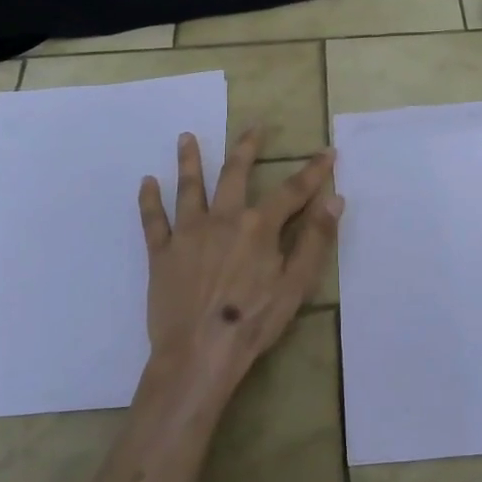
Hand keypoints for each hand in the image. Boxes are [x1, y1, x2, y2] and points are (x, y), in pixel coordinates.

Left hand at [138, 128, 340, 395]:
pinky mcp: (161, 253)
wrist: (198, 353)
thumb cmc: (253, 322)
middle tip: (253, 127)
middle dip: (247, 148)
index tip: (327, 152)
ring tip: (187, 137)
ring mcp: (188, 234)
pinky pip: (153, 220)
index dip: (313, 171)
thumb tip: (335, 199)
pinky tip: (147, 181)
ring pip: (190, 187)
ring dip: (189, 160)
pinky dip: (149, 200)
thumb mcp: (296, 285)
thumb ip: (316, 240)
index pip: (292, 191)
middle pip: (235, 174)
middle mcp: (223, 219)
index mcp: (258, 227)